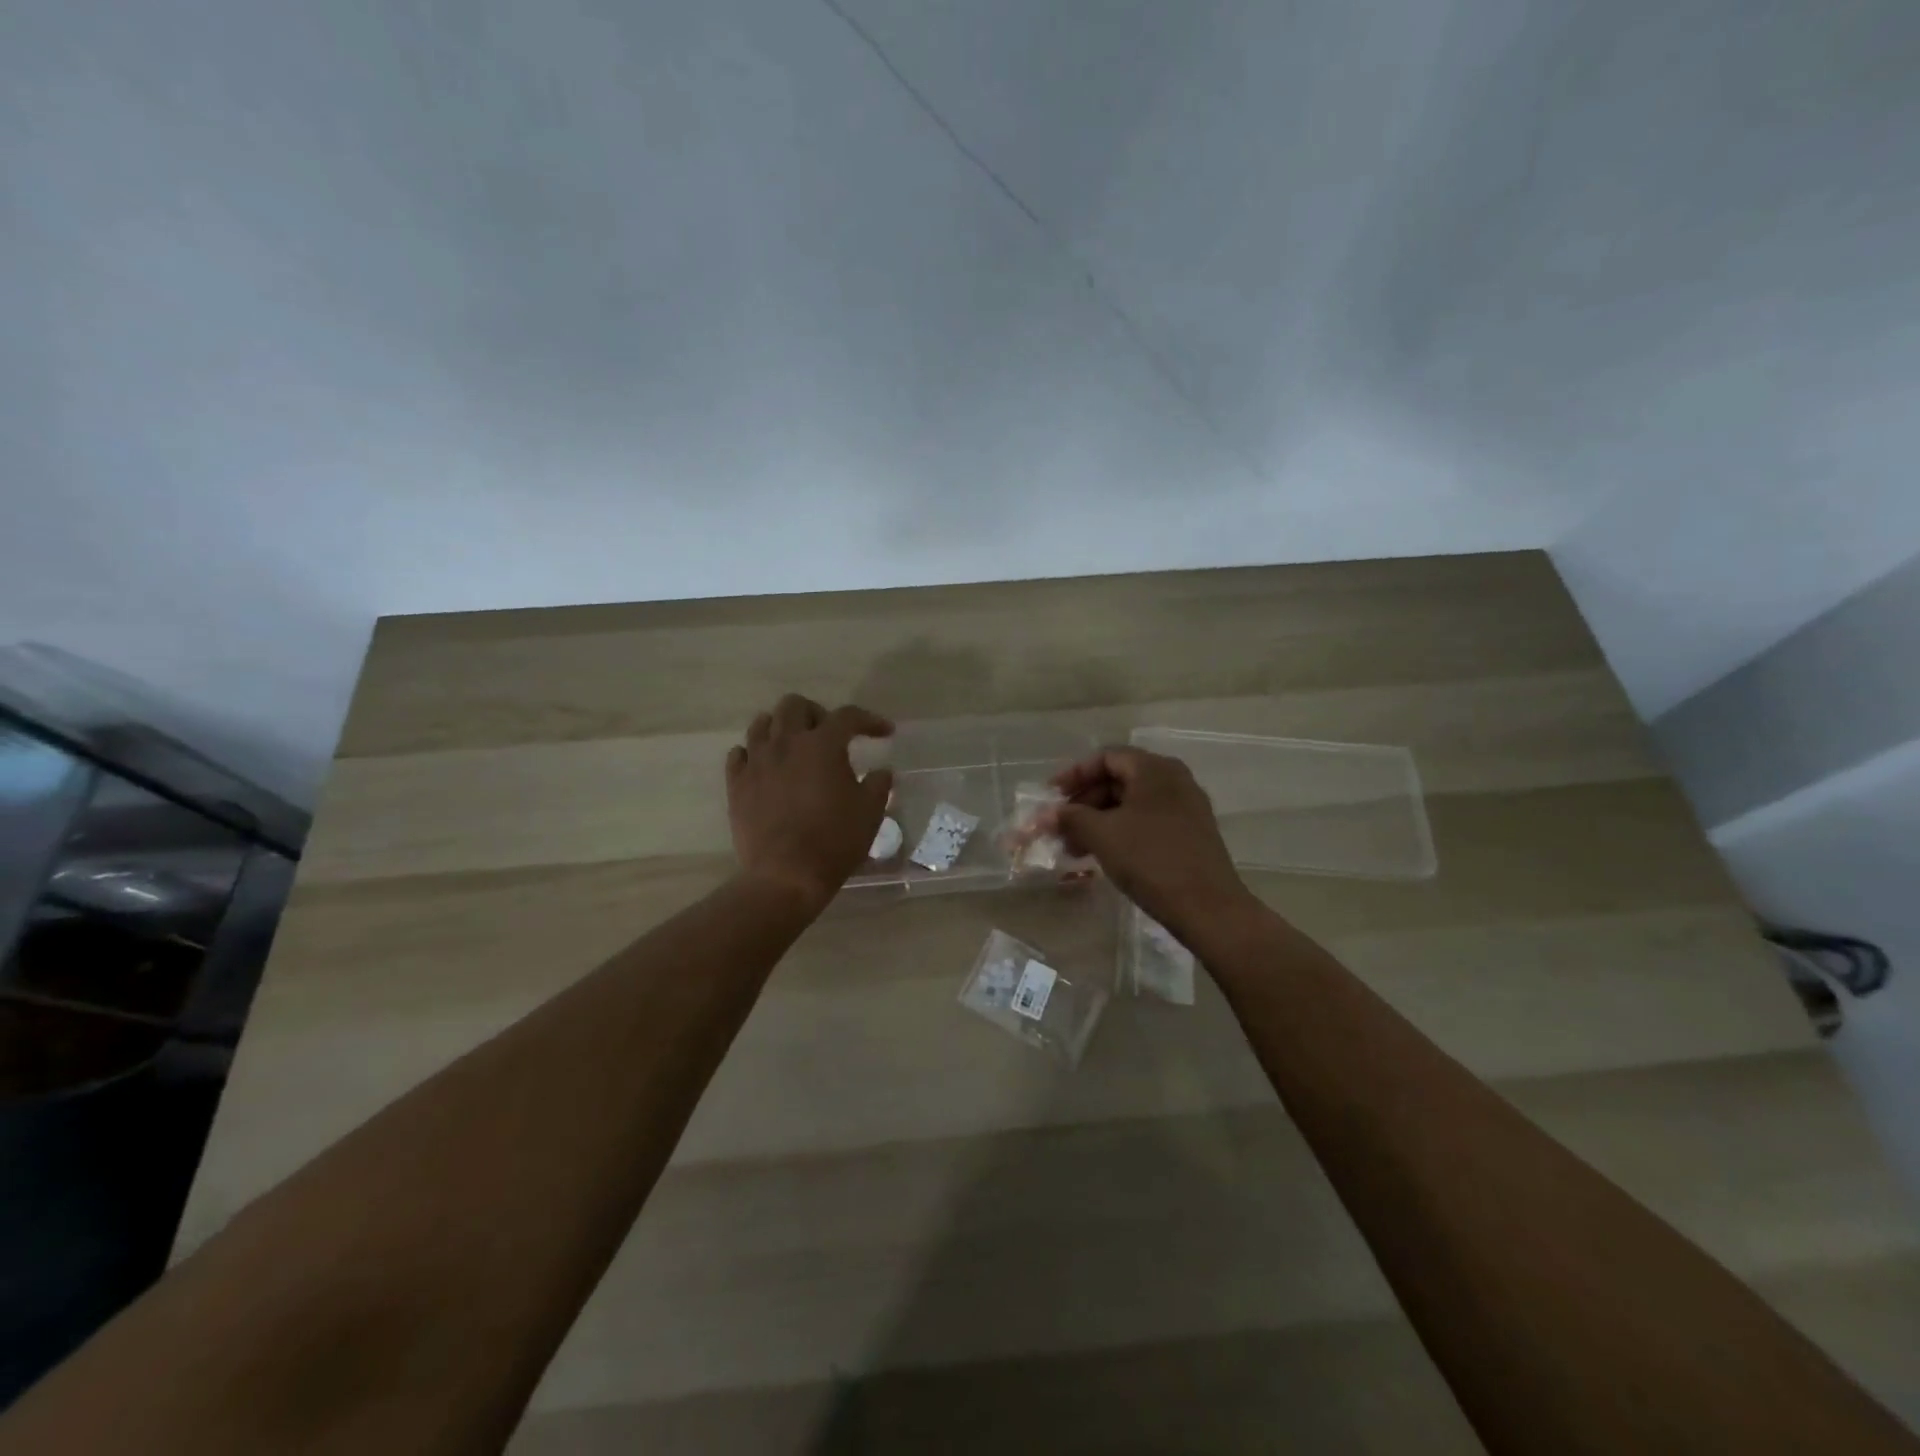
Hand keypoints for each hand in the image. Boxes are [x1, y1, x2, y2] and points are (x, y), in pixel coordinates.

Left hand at [726, 696, 894, 909]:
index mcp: (822, 745)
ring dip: (781, 727)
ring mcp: (756, 762)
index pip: (848, 716)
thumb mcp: (870, 812)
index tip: (884, 733)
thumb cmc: (834, 841)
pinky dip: (754, 753)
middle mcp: (786, 743)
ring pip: (761, 723)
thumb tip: (881, 771)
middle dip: (816, 713)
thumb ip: (878, 784)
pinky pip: (739, 754)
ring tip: (794, 745)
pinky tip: (765, 767)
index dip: (869, 720)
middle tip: (830, 734)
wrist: (785, 875)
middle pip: (794, 706)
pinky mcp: (736, 784)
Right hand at [1049, 747, 1254, 933]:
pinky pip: (1146, 821)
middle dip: (1084, 803)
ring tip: (1074, 849)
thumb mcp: (1102, 835)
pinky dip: (1120, 832)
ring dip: (1098, 821)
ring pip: (1131, 804)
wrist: (1208, 908)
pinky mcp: (1190, 833)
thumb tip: (1044, 814)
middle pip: (1118, 780)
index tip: (1051, 797)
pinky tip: (1102, 856)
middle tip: (1059, 828)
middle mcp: (1174, 780)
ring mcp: (1185, 807)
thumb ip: (1070, 818)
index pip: (1106, 757)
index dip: (1074, 774)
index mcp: (1154, 769)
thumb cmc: (1151, 860)